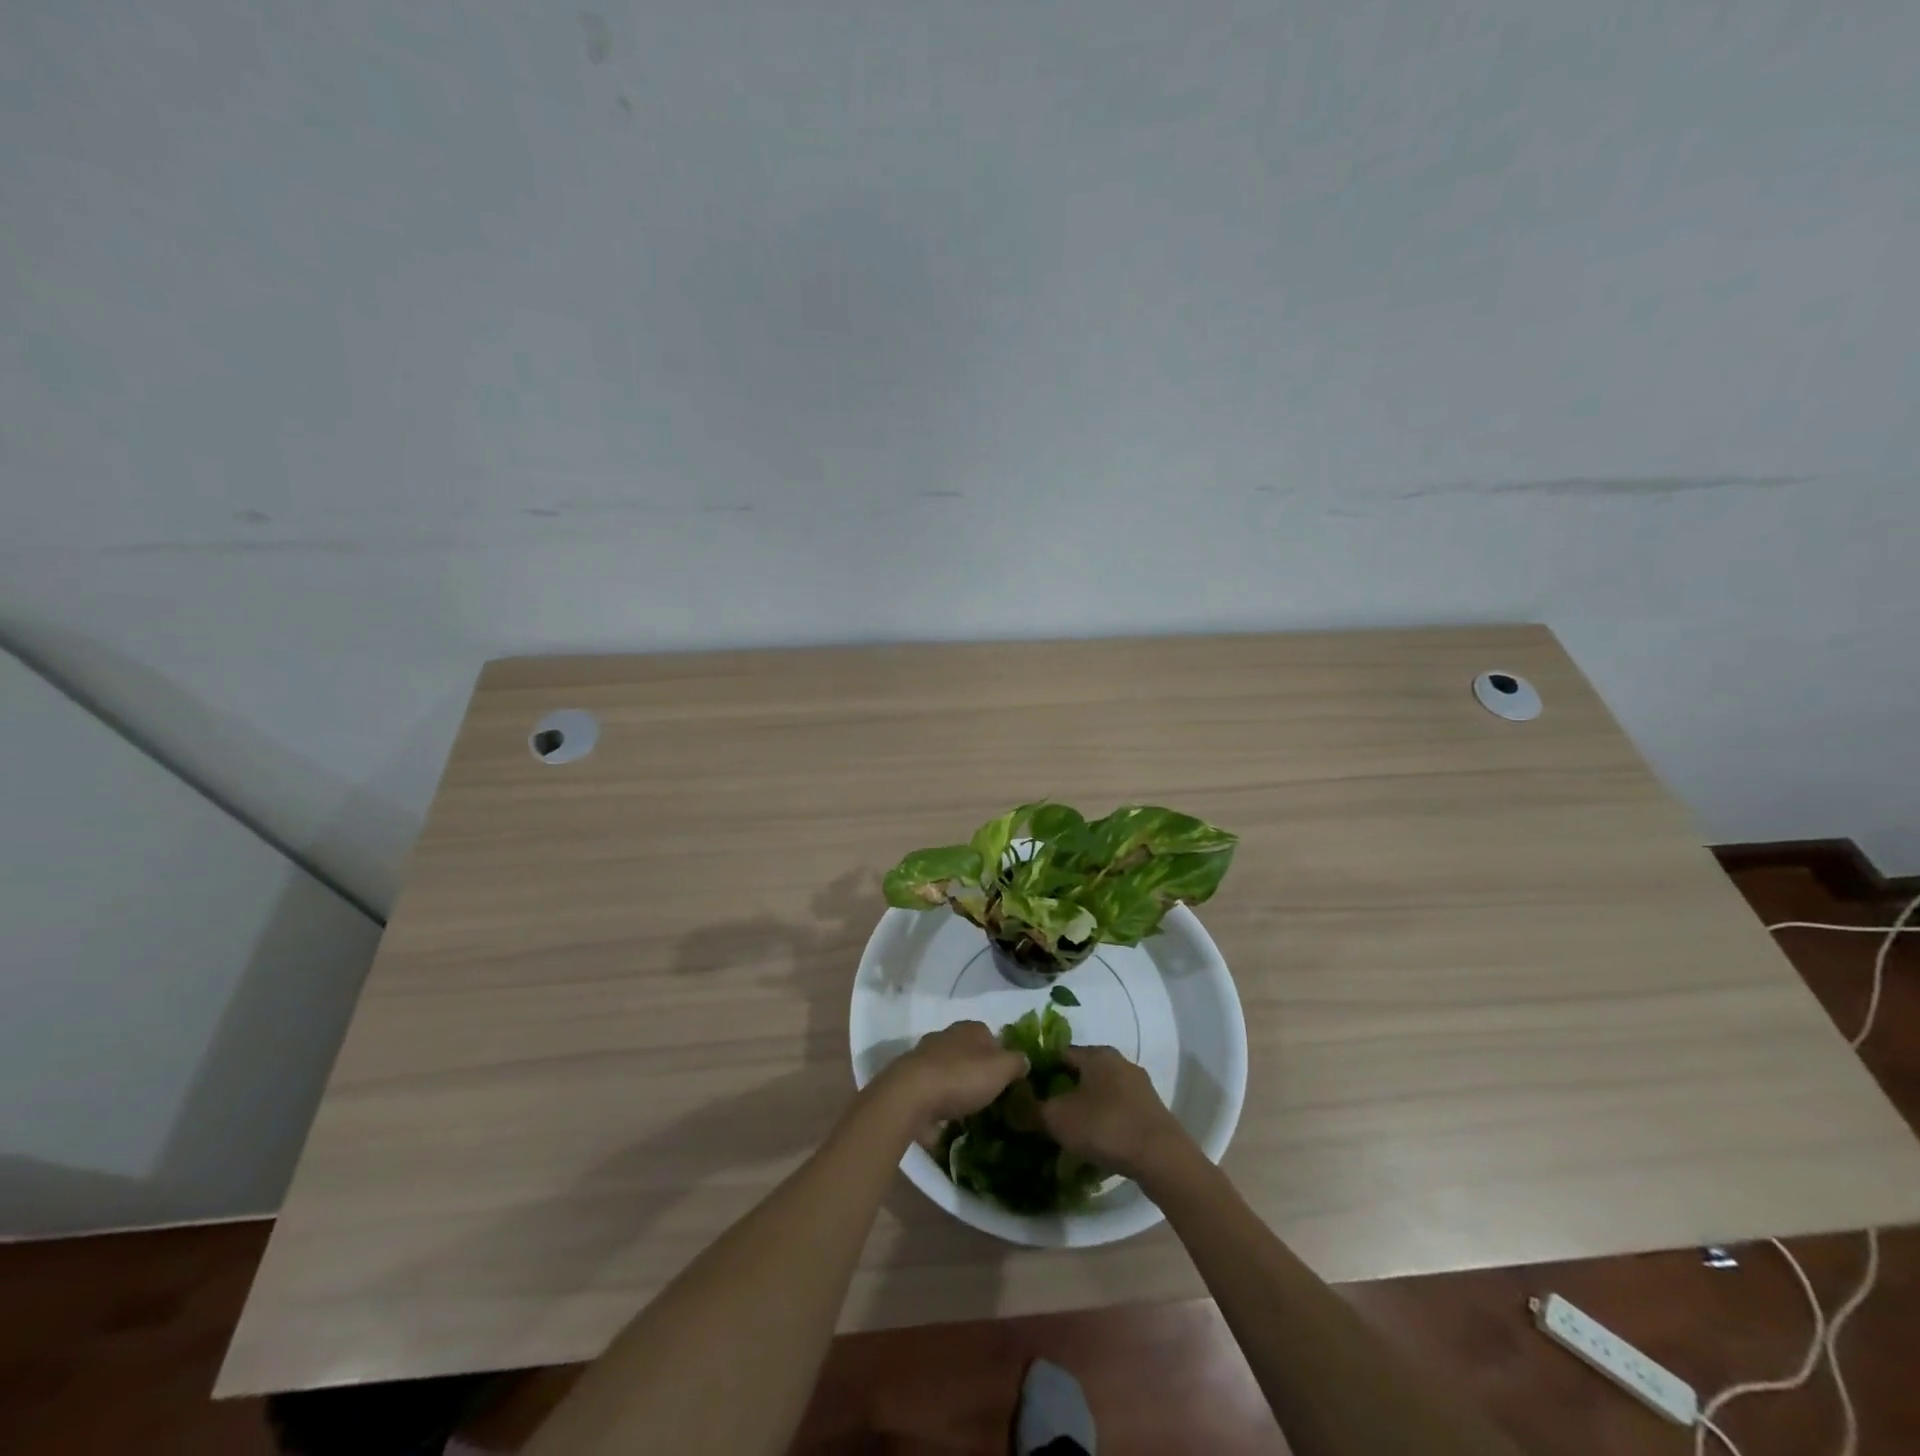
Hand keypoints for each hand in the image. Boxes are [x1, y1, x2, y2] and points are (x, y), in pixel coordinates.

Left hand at [882, 1021, 1026, 1129]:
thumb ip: (1016, 1063)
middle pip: (968, 1052)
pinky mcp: (910, 1080)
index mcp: (969, 1028)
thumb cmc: (961, 1077)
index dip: (1001, 1055)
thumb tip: (1024, 1060)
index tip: (1007, 1078)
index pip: (991, 1035)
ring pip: (948, 1069)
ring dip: (957, 1086)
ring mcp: (925, 1057)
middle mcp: (946, 1036)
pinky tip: (946, 1120)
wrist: (910, 1095)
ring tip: (969, 1110)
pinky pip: (932, 1090)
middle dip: (977, 1070)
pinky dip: (939, 1101)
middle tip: (989, 1095)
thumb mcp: (1002, 1069)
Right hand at [1039, 1045, 1192, 1182]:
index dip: (1041, 1070)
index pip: (1060, 1053)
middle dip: (1063, 1089)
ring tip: (1071, 1131)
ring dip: (1086, 1106)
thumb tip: (1011, 1105)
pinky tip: (1098, 1142)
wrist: (1162, 1159)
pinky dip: (1105, 1120)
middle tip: (1047, 1112)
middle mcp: (1119, 1062)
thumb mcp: (1058, 1119)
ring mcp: (1139, 1086)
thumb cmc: (1106, 1127)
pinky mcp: (1152, 1110)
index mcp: (1096, 1054)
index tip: (1029, 1091)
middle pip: (1082, 1071)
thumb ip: (1031, 1110)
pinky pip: (1119, 1109)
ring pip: (1102, 1091)